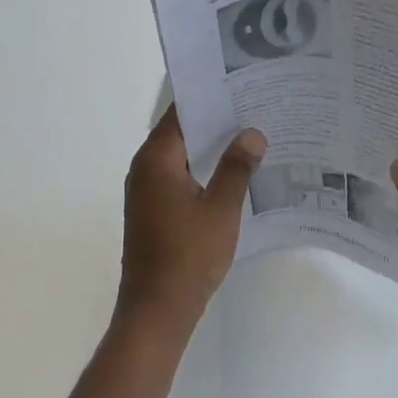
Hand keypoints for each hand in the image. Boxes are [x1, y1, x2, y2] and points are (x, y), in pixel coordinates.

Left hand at [116, 107, 266, 337]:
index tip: (240, 86)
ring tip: (249, 138)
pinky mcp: (151, 211)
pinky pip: (177, 177)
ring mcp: (145, 191)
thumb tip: (252, 133)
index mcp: (156, 159)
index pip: (181, 113)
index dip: (210, 99)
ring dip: (209, 149)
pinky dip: (201, 170)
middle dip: (215, 122)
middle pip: (180, 133)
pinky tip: (231, 175)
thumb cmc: (188, 255)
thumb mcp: (221, 208)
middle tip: (253, 109)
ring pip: (180, 156)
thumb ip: (237, 167)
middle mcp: (144, 168)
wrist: (156, 311)